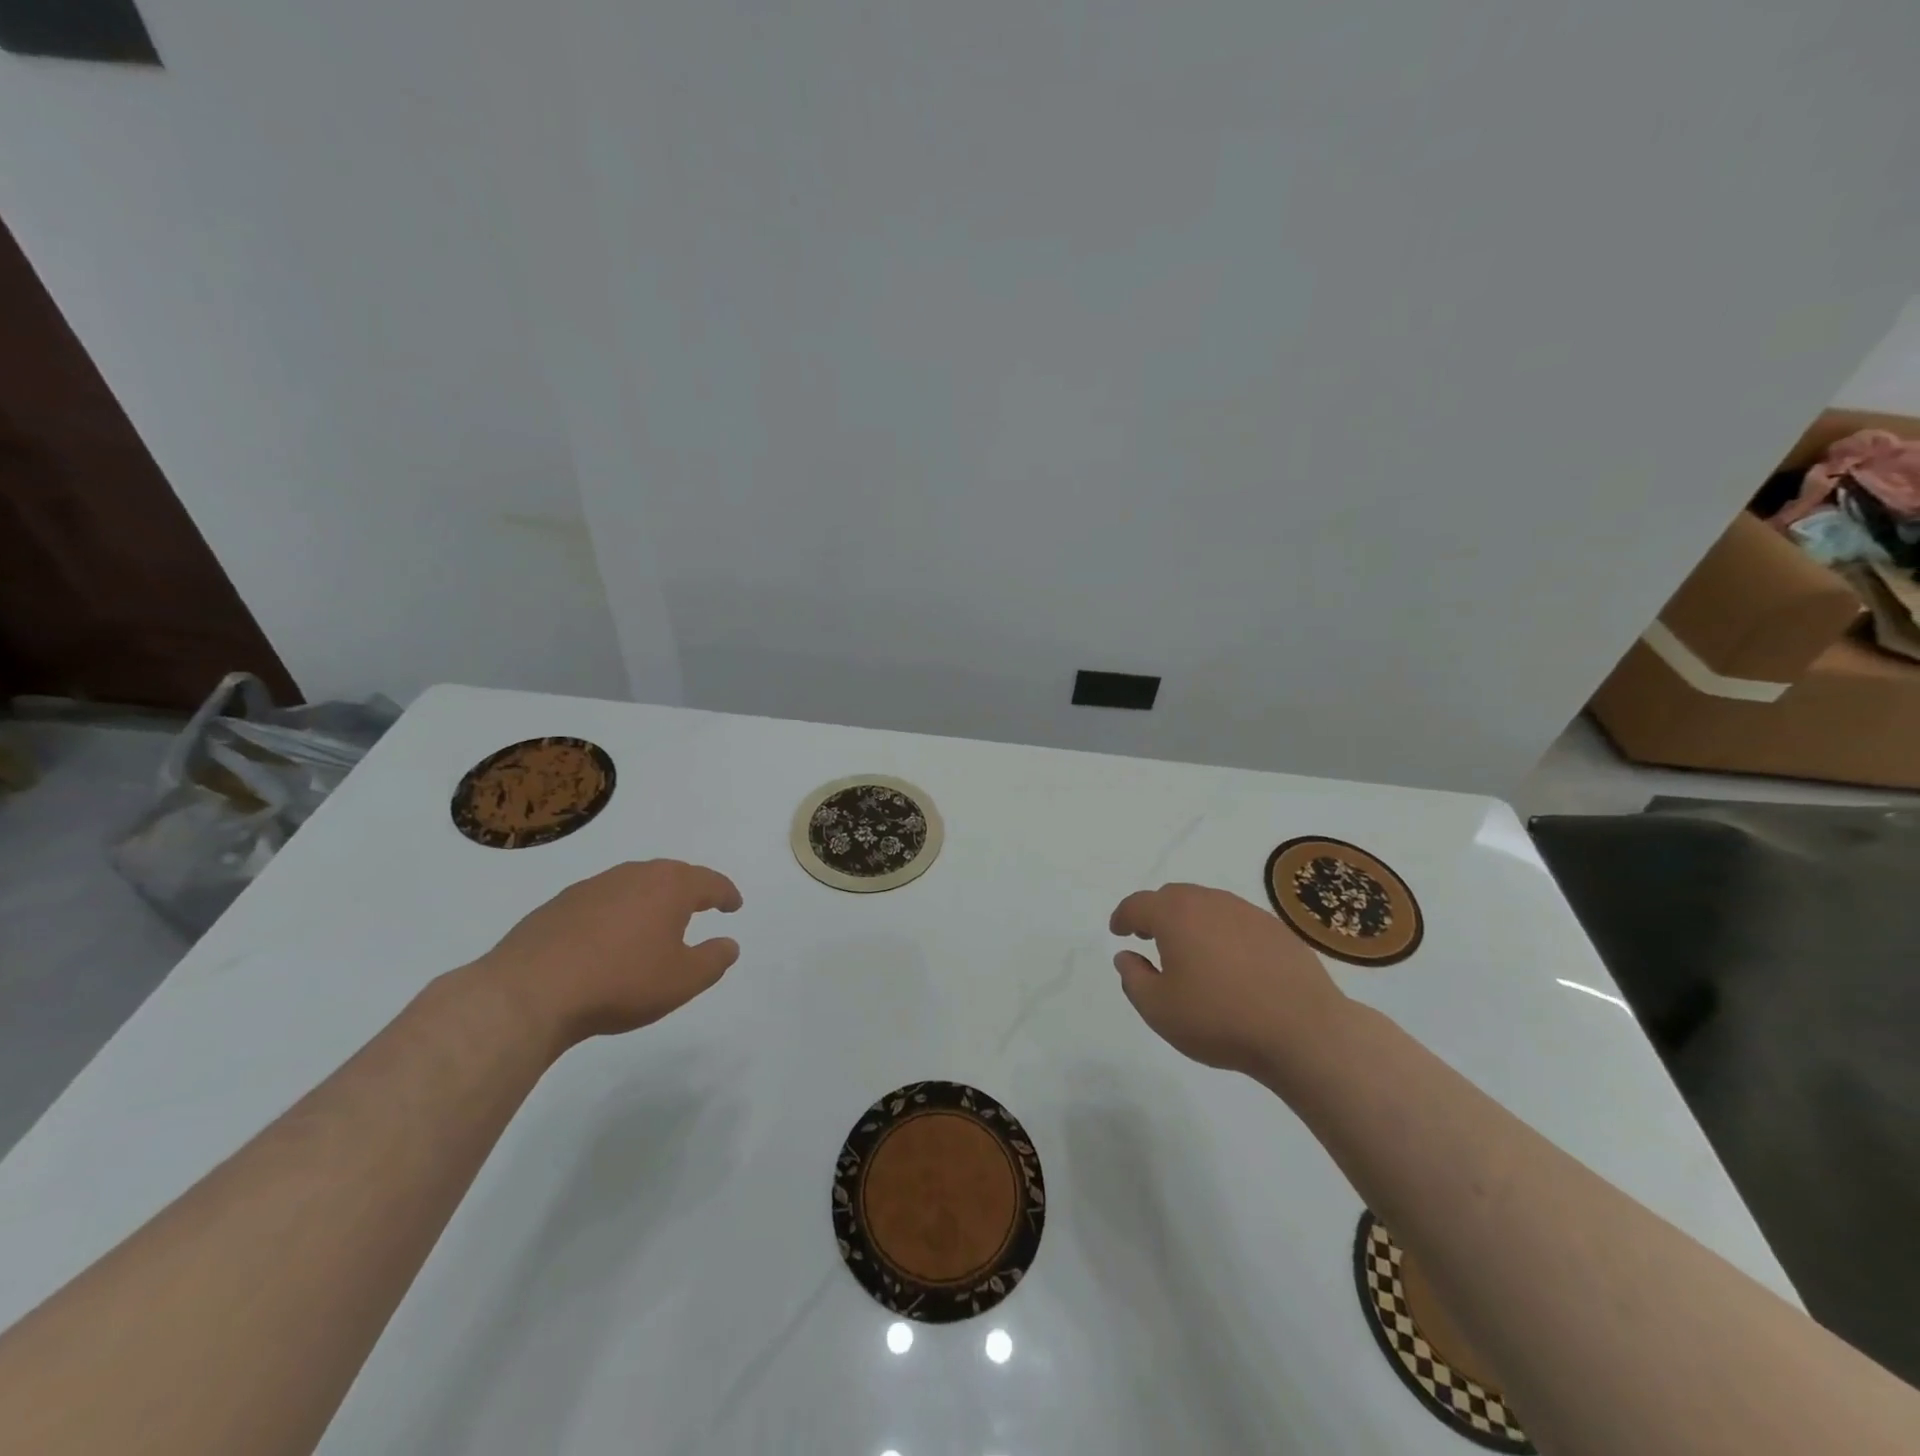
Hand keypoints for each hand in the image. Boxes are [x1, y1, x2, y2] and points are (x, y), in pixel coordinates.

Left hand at [474, 859, 742, 1048]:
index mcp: (670, 887)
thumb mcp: (683, 981)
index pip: (710, 883)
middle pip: (672, 874)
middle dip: (690, 888)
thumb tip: (729, 943)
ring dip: (651, 898)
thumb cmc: (621, 982)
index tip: (734, 905)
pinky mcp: (559, 904)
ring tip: (656, 921)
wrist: (529, 992)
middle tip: (701, 905)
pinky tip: (610, 937)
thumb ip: (714, 960)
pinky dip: (617, 911)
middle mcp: (634, 875)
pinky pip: (603, 900)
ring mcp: (593, 886)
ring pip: (634, 884)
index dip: (726, 894)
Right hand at [1109, 882, 1350, 1083]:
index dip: (1123, 916)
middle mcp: (1210, 902)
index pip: (1138, 904)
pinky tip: (1229, 962)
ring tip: (1188, 950)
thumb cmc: (1220, 1019)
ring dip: (1190, 921)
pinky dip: (1221, 932)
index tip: (1118, 931)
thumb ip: (1133, 978)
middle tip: (1148, 937)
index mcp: (1175, 915)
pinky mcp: (1277, 929)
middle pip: (1173, 896)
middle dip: (1155, 913)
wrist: (1304, 1032)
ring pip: (1207, 905)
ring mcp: (1247, 912)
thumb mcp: (1159, 1009)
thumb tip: (1126, 956)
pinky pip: (1236, 920)